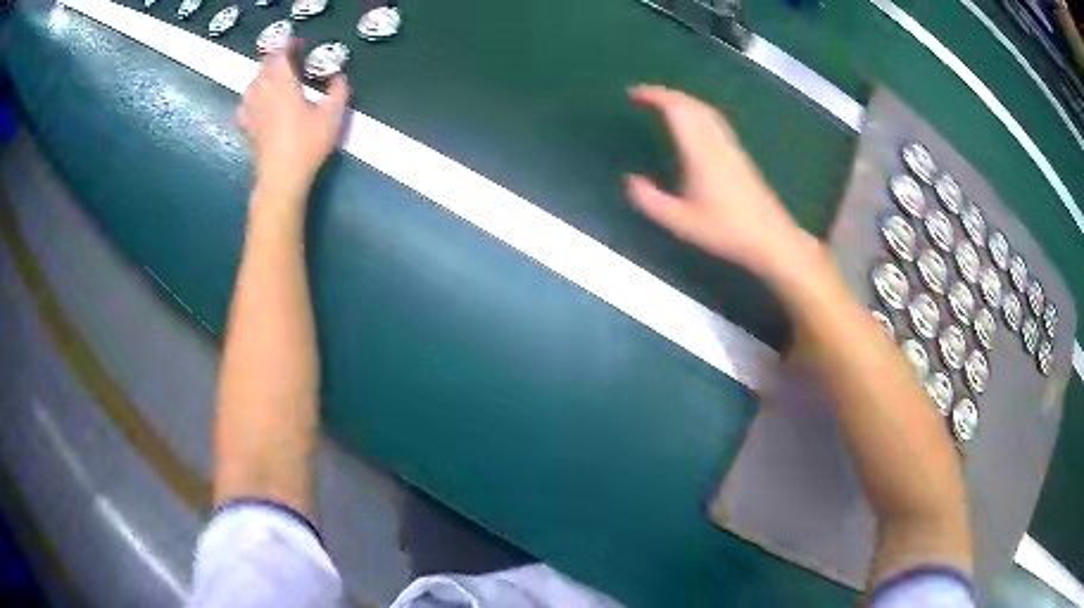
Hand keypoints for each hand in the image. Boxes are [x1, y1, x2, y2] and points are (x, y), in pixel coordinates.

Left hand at [238, 41, 349, 196]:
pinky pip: (244, 105)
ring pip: (252, 83)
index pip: (280, 53)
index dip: (289, 44)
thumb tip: (338, 77)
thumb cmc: (307, 144)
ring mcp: (250, 110)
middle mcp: (262, 91)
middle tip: (290, 61)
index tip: (299, 44)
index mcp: (282, 82)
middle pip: (264, 66)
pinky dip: (252, 99)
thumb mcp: (333, 115)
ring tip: (275, 80)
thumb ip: (338, 90)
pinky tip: (257, 105)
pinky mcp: (245, 128)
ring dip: (263, 77)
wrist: (281, 178)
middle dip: (276, 59)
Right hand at [625, 85, 816, 279]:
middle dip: (666, 94)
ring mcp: (731, 147)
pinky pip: (715, 120)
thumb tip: (630, 180)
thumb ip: (650, 200)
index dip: (654, 96)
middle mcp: (716, 141)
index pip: (676, 109)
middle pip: (691, 104)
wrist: (770, 238)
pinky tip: (693, 124)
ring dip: (683, 101)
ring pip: (706, 110)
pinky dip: (697, 112)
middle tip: (643, 97)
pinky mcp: (740, 155)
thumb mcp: (680, 222)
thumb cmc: (725, 230)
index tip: (633, 94)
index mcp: (700, 151)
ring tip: (664, 105)